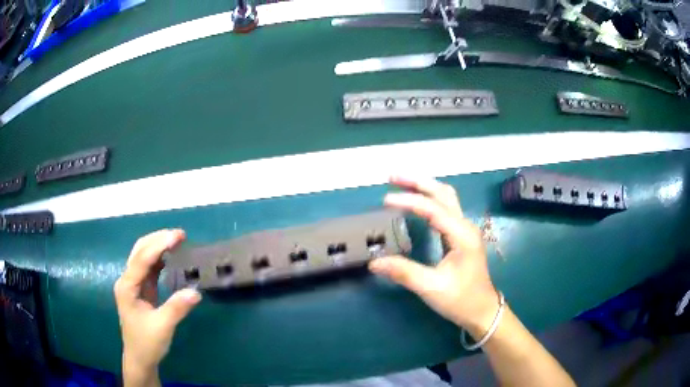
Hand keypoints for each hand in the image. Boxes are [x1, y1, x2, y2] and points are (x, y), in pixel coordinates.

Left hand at [114, 229, 201, 381]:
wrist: (140, 359)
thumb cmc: (147, 343)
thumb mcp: (162, 327)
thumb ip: (177, 308)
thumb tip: (196, 291)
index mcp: (127, 287)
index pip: (142, 259)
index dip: (159, 246)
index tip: (177, 237)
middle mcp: (127, 280)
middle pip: (139, 251)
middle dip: (157, 239)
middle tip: (179, 235)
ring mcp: (133, 284)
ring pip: (143, 257)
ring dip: (158, 246)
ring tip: (177, 241)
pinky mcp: (141, 290)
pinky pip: (149, 268)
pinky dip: (160, 259)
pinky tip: (171, 257)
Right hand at [369, 176, 499, 337]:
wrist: (482, 310)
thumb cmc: (460, 299)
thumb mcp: (431, 288)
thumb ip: (404, 272)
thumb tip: (374, 262)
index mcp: (462, 235)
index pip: (433, 209)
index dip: (409, 201)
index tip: (385, 200)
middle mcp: (465, 226)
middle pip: (443, 193)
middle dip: (418, 182)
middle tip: (392, 177)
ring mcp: (465, 229)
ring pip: (446, 198)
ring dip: (425, 187)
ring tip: (401, 184)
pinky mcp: (461, 235)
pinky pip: (445, 208)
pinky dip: (429, 199)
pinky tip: (416, 203)